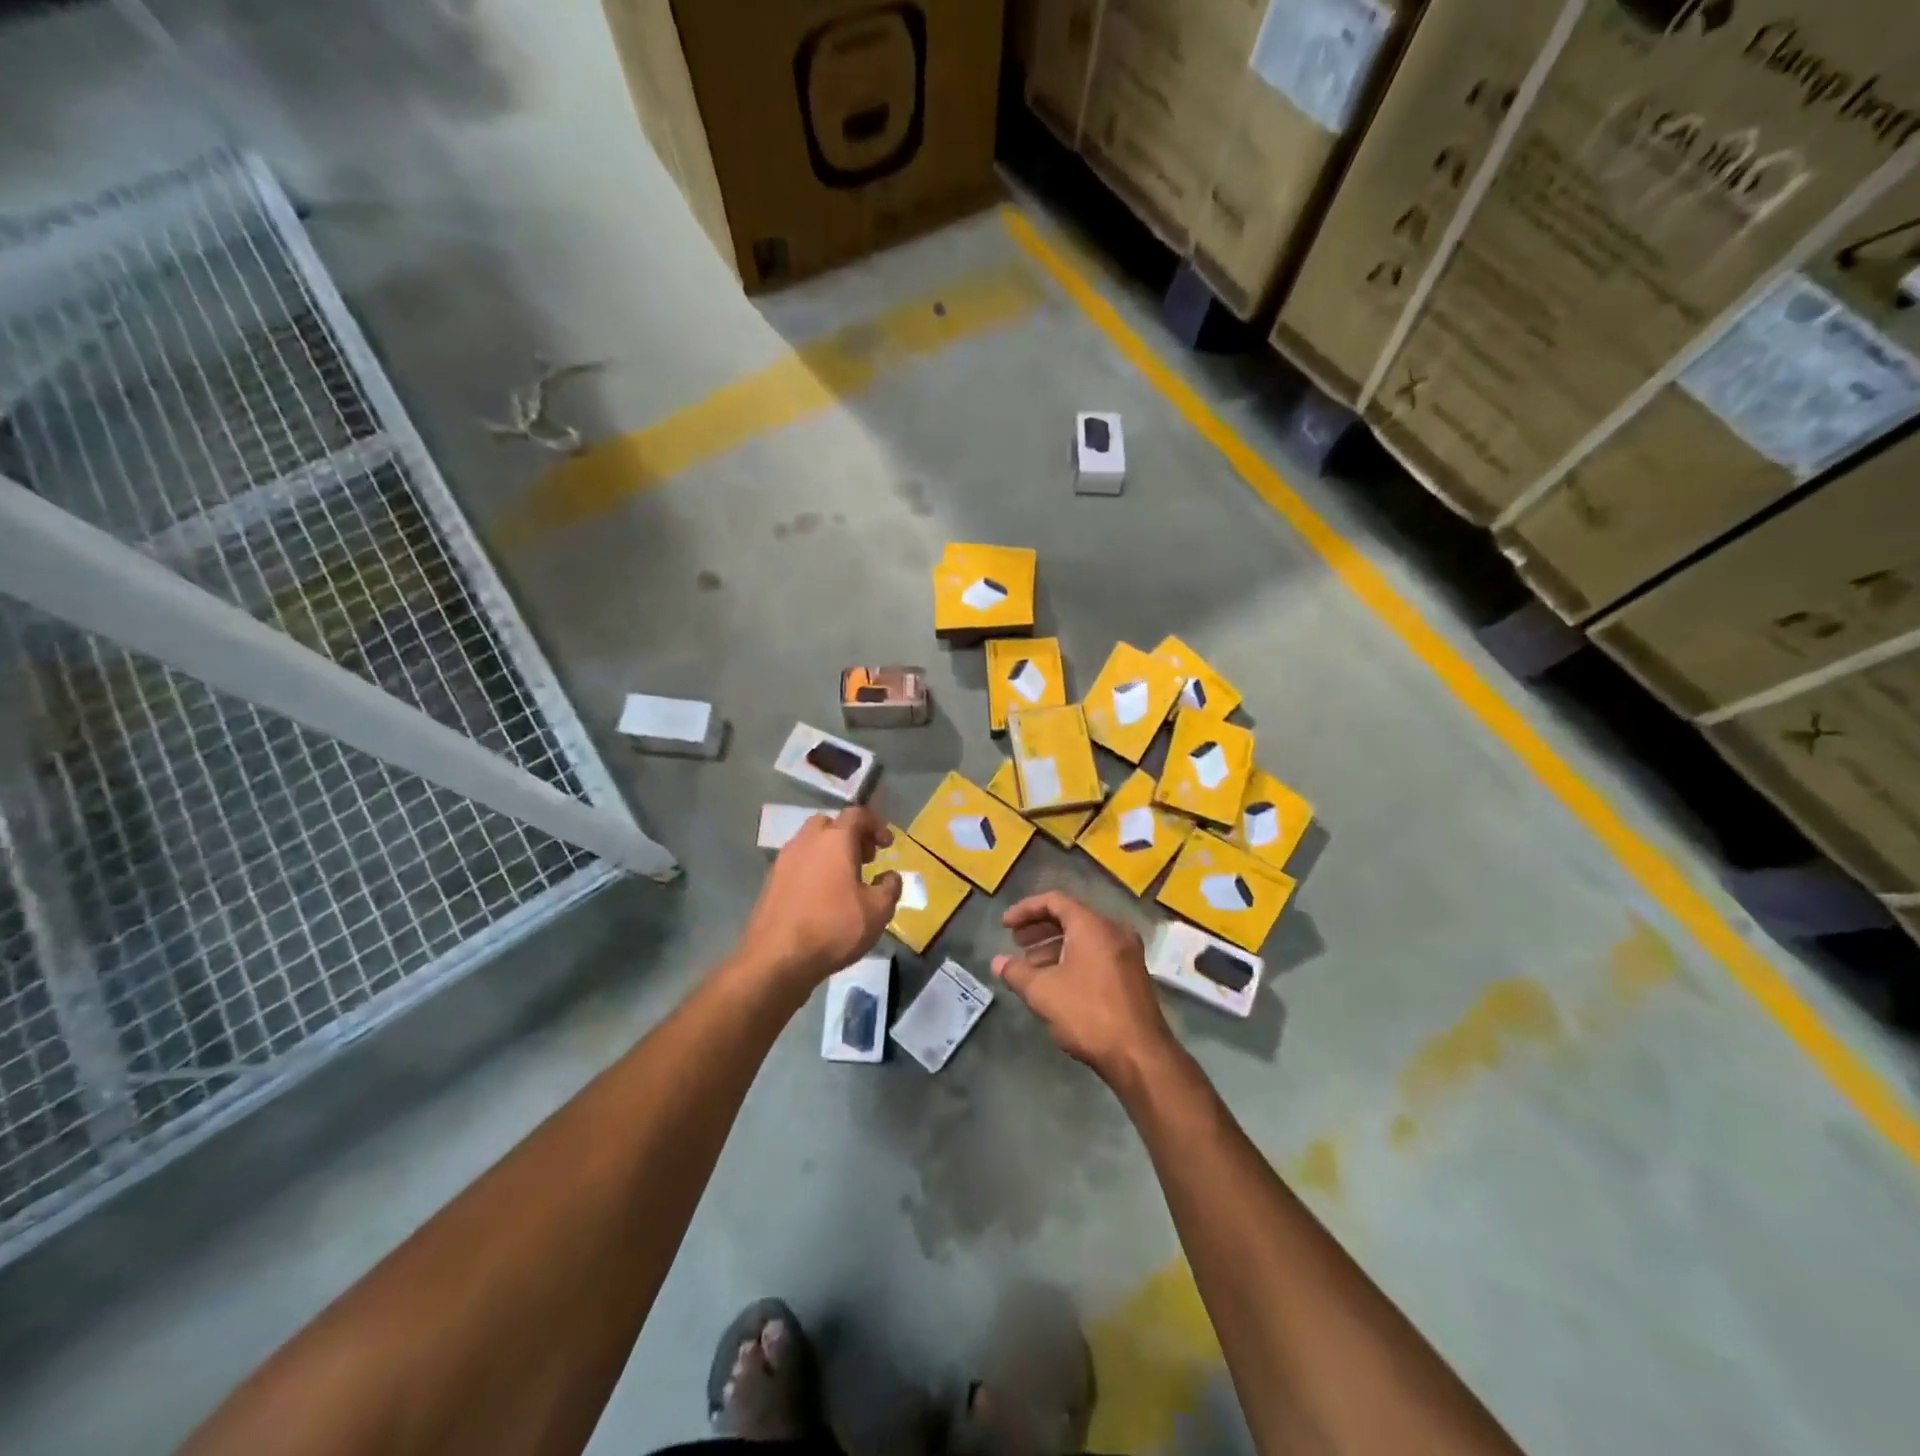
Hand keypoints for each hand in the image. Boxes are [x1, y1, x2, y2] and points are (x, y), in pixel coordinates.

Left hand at [736, 806, 901, 996]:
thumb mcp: (878, 911)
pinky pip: (797, 864)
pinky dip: (813, 870)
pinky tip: (822, 898)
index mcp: (835, 840)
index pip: (857, 814)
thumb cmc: (833, 928)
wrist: (776, 959)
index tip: (887, 846)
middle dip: (850, 836)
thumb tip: (890, 876)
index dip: (876, 825)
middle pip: (830, 824)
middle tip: (865, 860)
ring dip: (830, 853)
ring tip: (844, 882)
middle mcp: (806, 841)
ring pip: (810, 844)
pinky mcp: (770, 882)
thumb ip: (890, 888)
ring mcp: (784, 861)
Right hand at [991, 892, 1176, 1083]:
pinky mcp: (1132, 976)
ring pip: (1084, 939)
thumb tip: (998, 962)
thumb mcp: (1042, 992)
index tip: (1005, 926)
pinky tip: (1056, 984)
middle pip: (1070, 918)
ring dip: (1054, 948)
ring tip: (1029, 968)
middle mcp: (1114, 932)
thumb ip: (1016, 972)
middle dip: (1039, 929)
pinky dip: (1072, 960)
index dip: (1025, 909)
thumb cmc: (1088, 1013)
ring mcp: (1127, 954)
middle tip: (1015, 942)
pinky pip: (1097, 955)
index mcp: (1092, 925)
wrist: (1140, 1056)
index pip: (1055, 901)